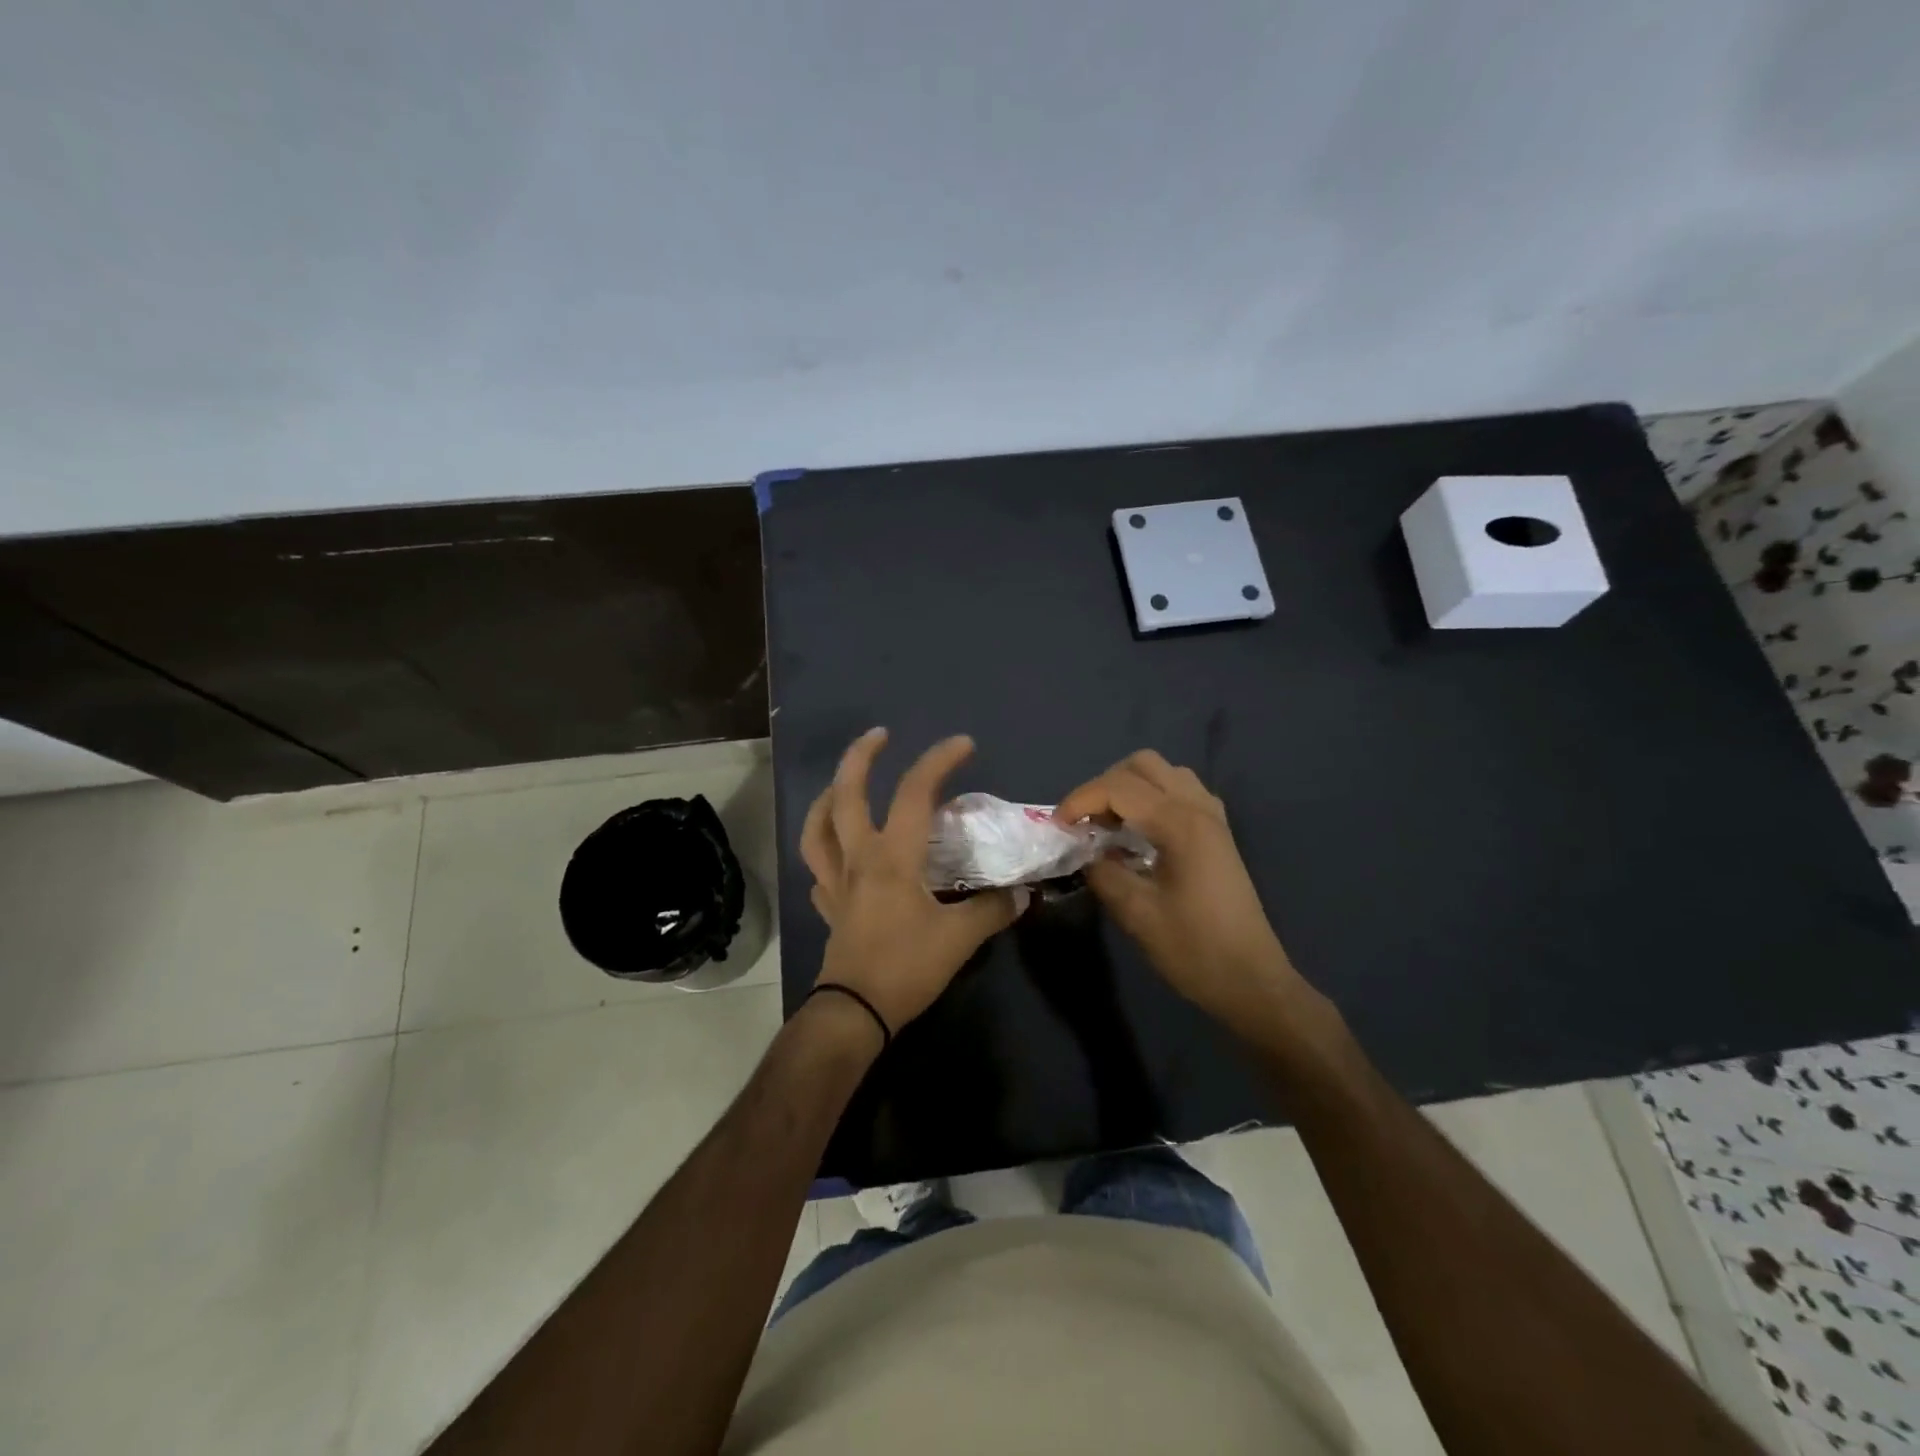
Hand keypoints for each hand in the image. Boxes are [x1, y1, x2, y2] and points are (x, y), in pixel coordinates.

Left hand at [800, 729, 1025, 1035]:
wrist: (855, 1012)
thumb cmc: (906, 968)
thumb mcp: (959, 939)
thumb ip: (991, 910)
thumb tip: (1020, 894)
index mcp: (892, 857)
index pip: (914, 793)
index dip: (939, 761)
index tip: (963, 744)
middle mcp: (858, 858)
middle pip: (846, 794)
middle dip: (860, 757)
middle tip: (879, 735)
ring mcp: (835, 881)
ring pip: (818, 826)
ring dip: (828, 796)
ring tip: (843, 783)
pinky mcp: (828, 905)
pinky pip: (818, 866)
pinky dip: (825, 848)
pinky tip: (837, 849)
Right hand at [1056, 750, 1308, 1029]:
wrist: (1251, 981)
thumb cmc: (1194, 949)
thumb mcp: (1136, 914)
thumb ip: (1103, 872)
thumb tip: (1085, 852)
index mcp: (1180, 824)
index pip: (1118, 788)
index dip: (1080, 800)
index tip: (1057, 827)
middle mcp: (1199, 808)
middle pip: (1143, 765)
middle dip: (1104, 786)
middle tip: (1084, 822)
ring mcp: (1213, 819)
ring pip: (1164, 774)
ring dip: (1129, 788)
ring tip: (1109, 825)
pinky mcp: (1218, 834)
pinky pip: (1181, 792)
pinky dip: (1152, 799)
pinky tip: (1139, 833)